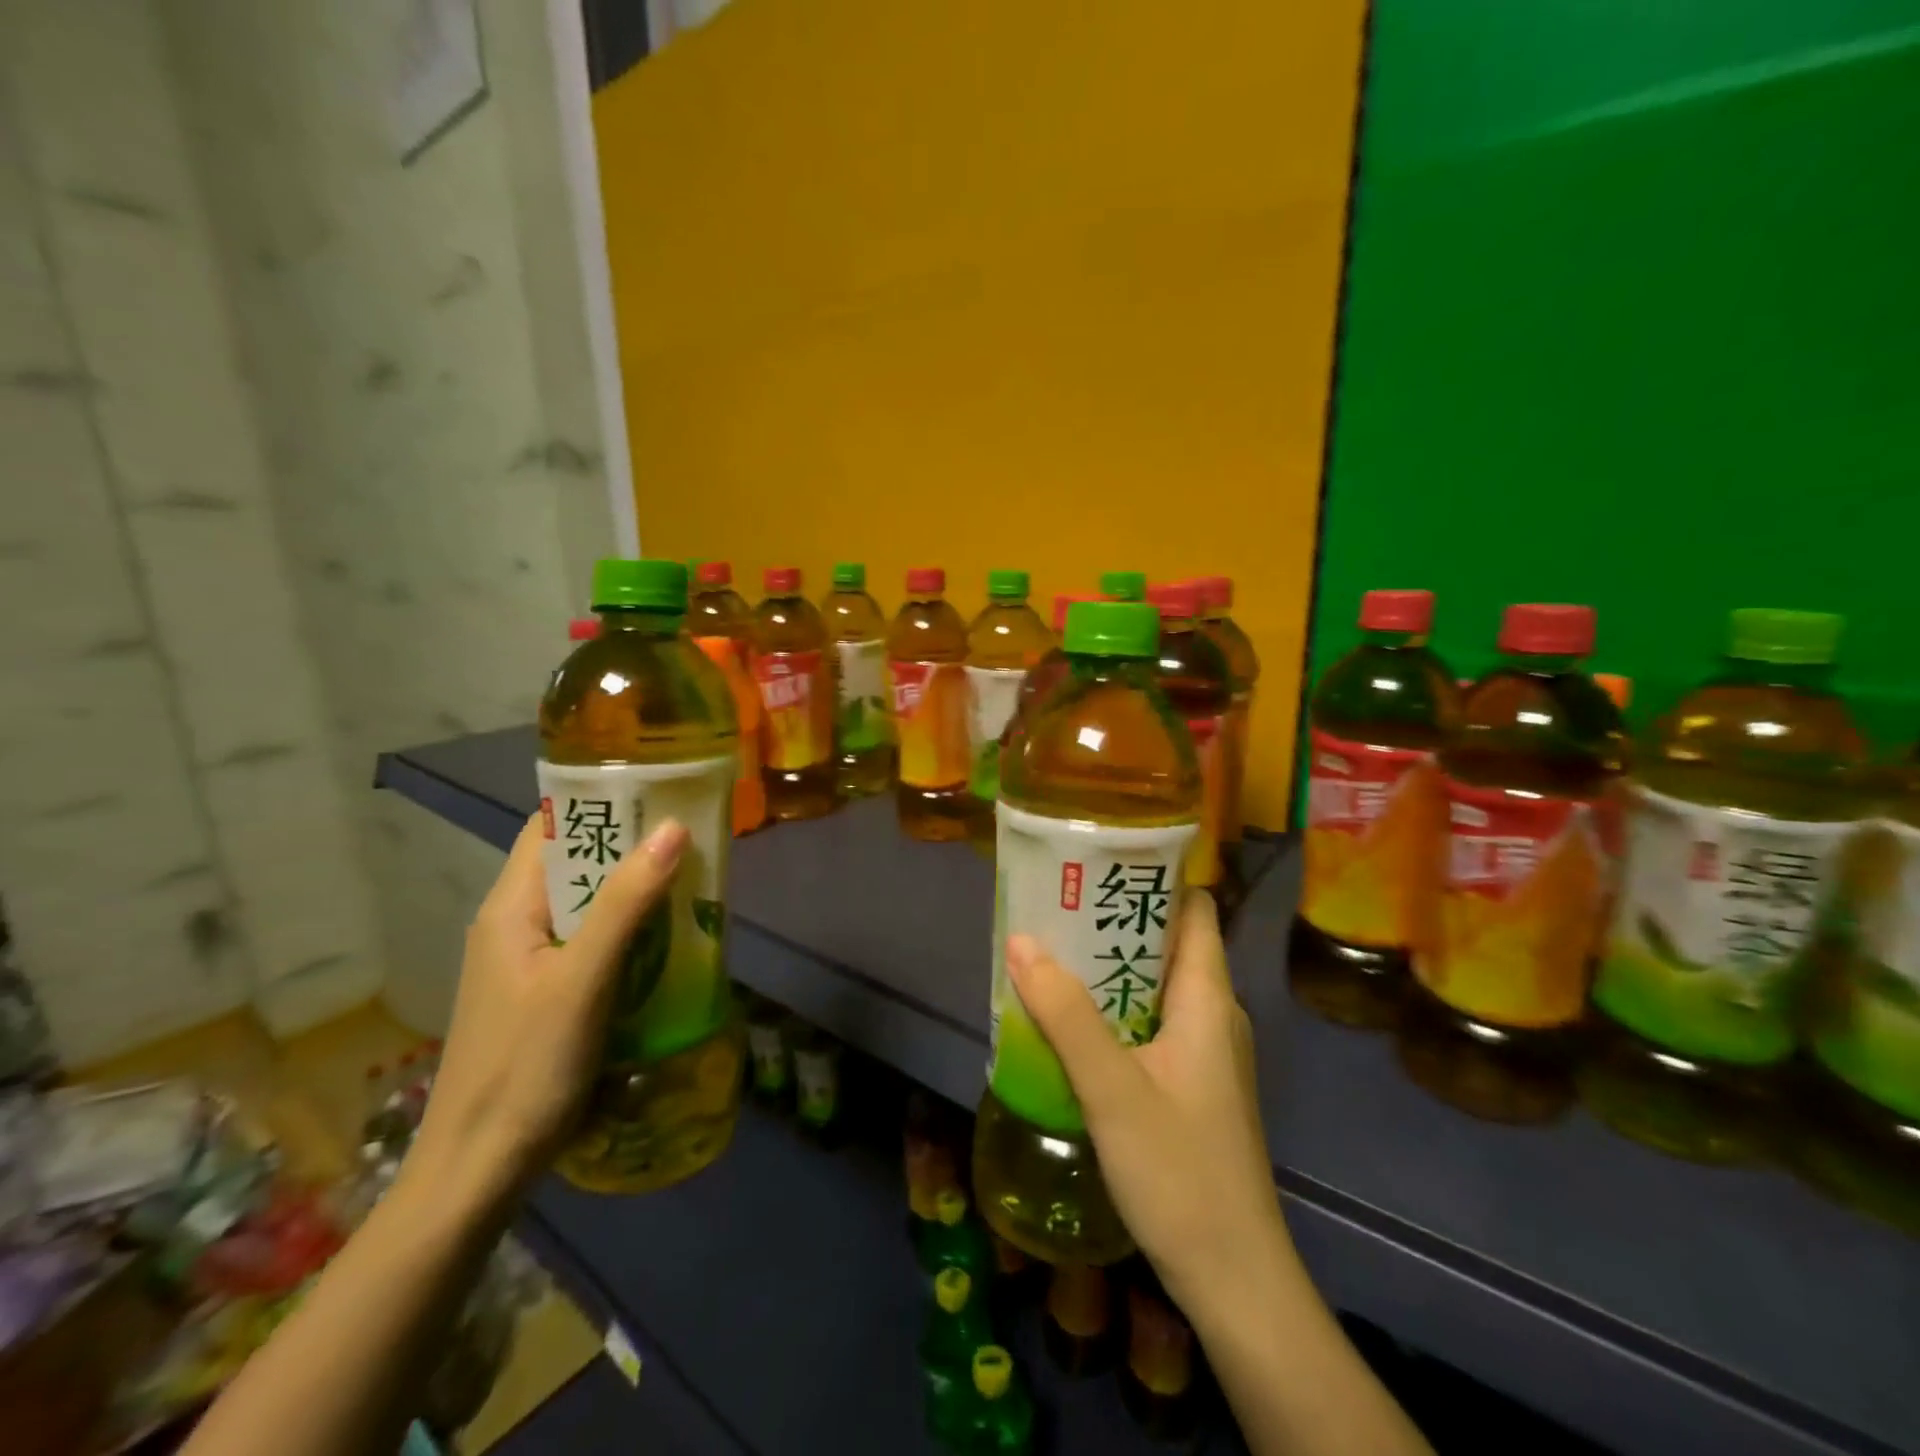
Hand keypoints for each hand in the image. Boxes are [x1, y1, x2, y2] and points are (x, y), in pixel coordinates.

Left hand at [407, 813, 688, 1207]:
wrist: (478, 1172)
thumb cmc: (525, 1069)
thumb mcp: (582, 981)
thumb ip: (626, 904)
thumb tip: (672, 827)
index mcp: (510, 908)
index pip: (552, 827)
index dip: (602, 801)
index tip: (661, 789)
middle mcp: (514, 924)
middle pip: (575, 863)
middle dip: (632, 846)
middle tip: (694, 835)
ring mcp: (529, 961)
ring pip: (588, 904)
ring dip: (635, 890)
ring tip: (693, 879)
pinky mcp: (546, 993)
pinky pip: (593, 941)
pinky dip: (631, 930)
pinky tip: (669, 941)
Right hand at [1004, 893, 1284, 1313]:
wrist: (1234, 1280)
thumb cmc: (1181, 1173)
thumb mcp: (1113, 1088)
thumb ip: (1065, 1014)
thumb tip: (1021, 940)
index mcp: (1208, 999)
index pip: (1195, 911)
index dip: (1156, 880)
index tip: (1100, 863)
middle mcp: (1214, 1016)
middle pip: (1169, 945)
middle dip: (1115, 923)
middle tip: (1058, 906)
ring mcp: (1207, 1054)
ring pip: (1157, 988)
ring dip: (1110, 969)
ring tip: (1054, 954)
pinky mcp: (1194, 1087)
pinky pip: (1153, 1024)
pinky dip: (1116, 1010)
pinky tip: (1073, 1022)